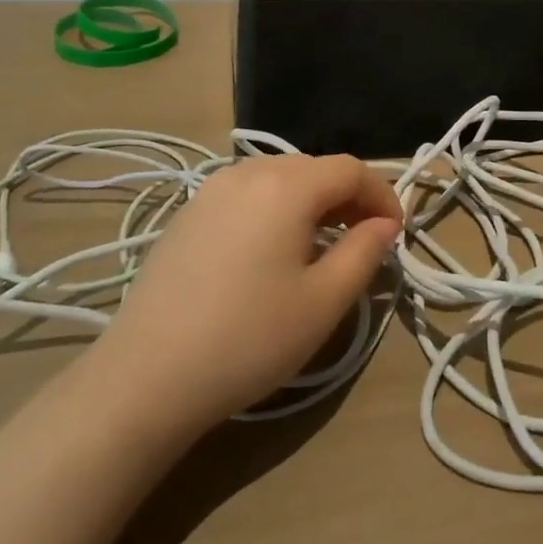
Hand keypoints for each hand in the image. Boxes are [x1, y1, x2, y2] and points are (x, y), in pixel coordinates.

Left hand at [91, 154, 402, 433]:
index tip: (396, 233)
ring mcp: (211, 190)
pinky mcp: (188, 213)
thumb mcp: (323, 302)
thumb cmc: (248, 338)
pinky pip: (247, 194)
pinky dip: (275, 209)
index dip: (382, 195)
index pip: (351, 169)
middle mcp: (248, 171)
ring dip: (311, 202)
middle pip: (314, 168)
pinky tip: (271, 251)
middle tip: (364, 240)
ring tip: (321, 244)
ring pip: (279, 178)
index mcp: (287, 185)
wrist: (146, 376)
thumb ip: (364, 252)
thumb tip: (385, 224)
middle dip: (348, 197)